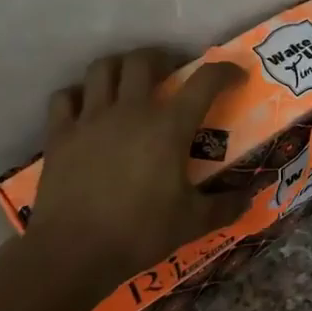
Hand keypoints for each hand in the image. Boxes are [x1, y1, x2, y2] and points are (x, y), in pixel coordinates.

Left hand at [21, 48, 248, 301]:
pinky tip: (86, 107)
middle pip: (143, 60)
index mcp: (169, 127)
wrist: (74, 252)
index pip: (205, 81)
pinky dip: (78, 94)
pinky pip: (65, 97)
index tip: (235, 76)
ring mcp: (90, 119)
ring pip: (102, 68)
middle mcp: (130, 111)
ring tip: (128, 81)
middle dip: (162, 58)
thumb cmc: (140, 233)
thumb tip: (252, 197)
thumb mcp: (194, 222)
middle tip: (171, 74)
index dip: (225, 71)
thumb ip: (227, 206)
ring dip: (119, 67)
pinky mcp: (60, 134)